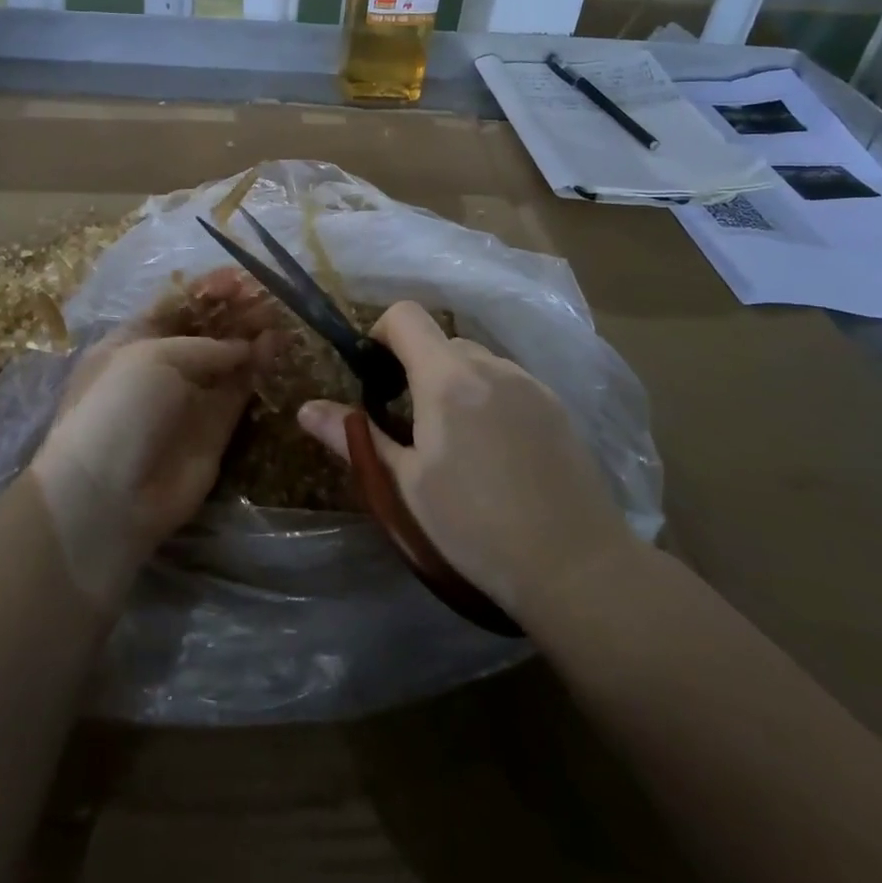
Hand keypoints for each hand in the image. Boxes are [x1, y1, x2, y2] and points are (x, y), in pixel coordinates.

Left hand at [31, 270, 277, 605]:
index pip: (175, 305)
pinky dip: (258, 366)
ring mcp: (189, 397)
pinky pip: (240, 389)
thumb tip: (246, 346)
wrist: (109, 496)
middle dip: (233, 309)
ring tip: (278, 313)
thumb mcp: (155, 358)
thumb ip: (207, 346)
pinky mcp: (215, 427)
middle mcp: (162, 365)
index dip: (207, 289)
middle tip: (266, 295)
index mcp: (133, 341)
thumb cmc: (119, 408)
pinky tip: (276, 345)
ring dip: (250, 334)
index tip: (240, 277)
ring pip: (227, 357)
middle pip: (205, 329)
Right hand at [297, 301, 638, 622]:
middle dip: (416, 369)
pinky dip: (489, 399)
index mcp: (447, 377)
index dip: (380, 334)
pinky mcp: (557, 407)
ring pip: (477, 363)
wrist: (576, 566)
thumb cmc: (475, 526)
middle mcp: (491, 366)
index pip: (405, 316)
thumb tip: (306, 409)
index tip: (375, 378)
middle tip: (410, 425)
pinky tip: (498, 455)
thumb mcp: (405, 485)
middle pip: (441, 342)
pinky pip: (509, 384)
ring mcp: (530, 384)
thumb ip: (355, 438)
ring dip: (455, 384)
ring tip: (457, 445)